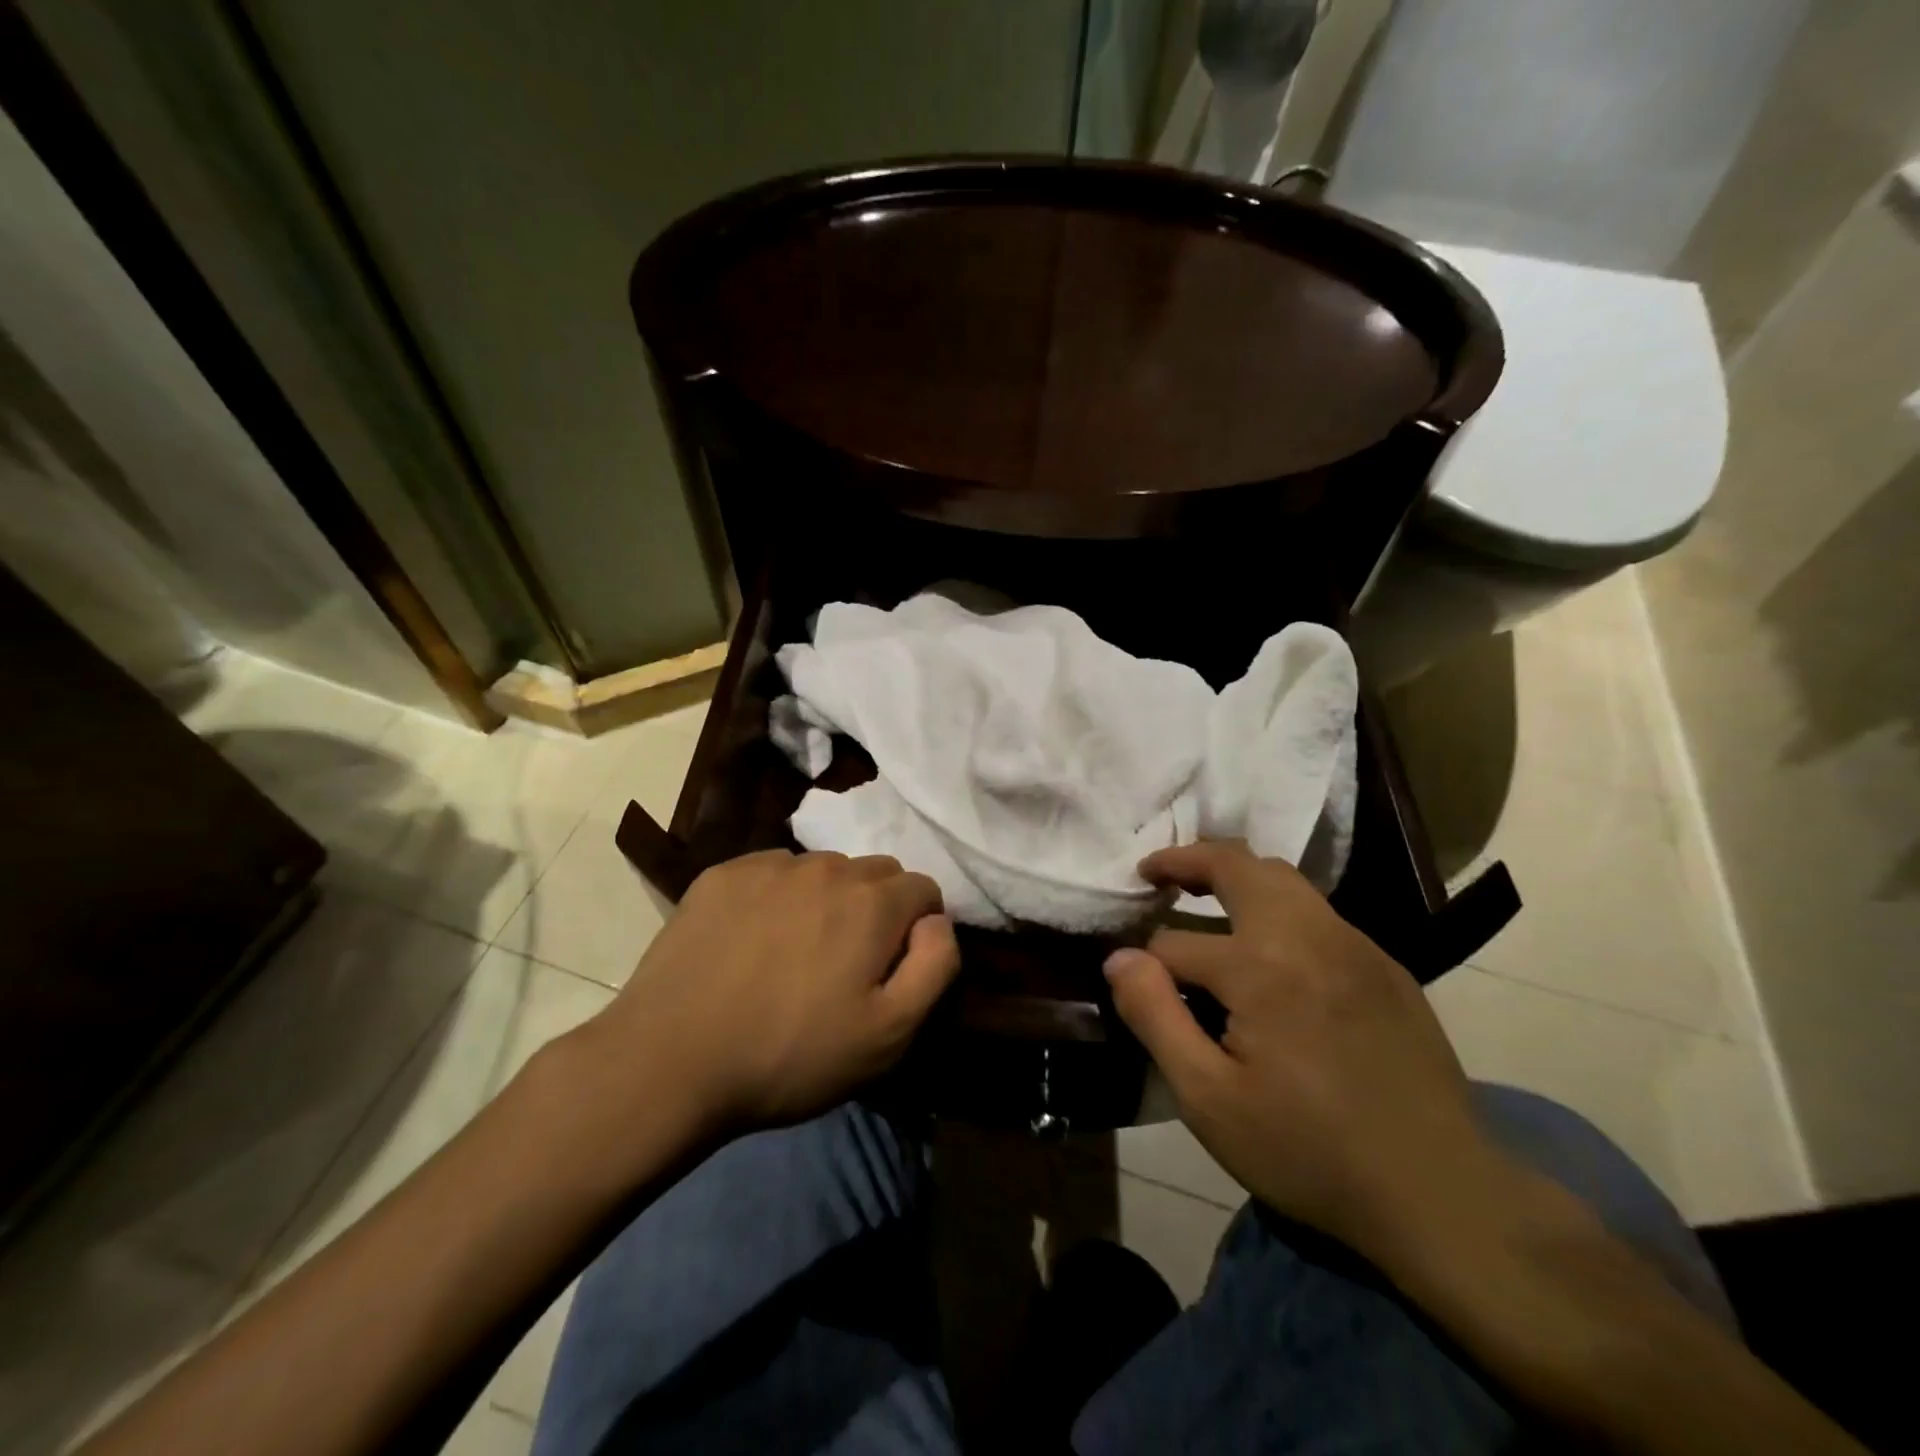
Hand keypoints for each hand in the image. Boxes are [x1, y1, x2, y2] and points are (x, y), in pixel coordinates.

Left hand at [570, 849, 959, 1136]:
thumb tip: (938, 922)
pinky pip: (773, 871)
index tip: (892, 968)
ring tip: (795, 953)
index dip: (918, 928)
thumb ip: (934, 966)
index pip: (923, 889)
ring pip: (824, 869)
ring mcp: (770, 865)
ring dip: (827, 900)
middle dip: (877, 909)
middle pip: (876, 873)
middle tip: (846, 964)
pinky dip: (779, 896)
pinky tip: (753, 941)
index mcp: (873, 902)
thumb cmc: (791, 1054)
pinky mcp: (723, 874)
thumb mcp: (889, 1035)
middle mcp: (827, 867)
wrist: (670, 1059)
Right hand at [1104, 841, 1511, 1265]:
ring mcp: (1354, 945)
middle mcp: (1308, 935)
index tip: (1135, 985)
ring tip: (1202, 892)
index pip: (1176, 943)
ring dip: (1235, 873)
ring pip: (1283, 877)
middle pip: (1237, 864)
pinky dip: (1277, 905)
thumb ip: (1154, 1016)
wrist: (1442, 1195)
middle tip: (1154, 871)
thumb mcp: (1209, 1099)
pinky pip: (1318, 911)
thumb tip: (1119, 958)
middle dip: (1188, 859)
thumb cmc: (1309, 1151)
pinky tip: (1270, 946)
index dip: (1147, 964)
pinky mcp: (1385, 965)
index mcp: (1260, 967)